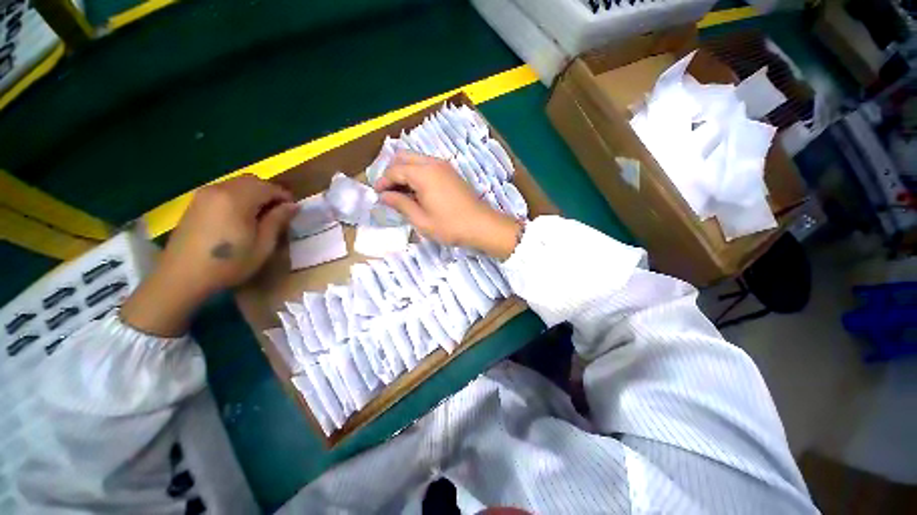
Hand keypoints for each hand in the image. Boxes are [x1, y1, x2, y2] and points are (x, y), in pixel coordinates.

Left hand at [122, 174, 296, 336]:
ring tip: (261, 215)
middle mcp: (220, 189)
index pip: (269, 187)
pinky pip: (224, 190)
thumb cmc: (229, 263)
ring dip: (254, 194)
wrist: (182, 276)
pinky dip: (239, 197)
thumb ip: (277, 220)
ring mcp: (204, 194)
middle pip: (252, 180)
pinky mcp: (196, 202)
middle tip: (279, 212)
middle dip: (270, 192)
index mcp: (237, 199)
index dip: (285, 197)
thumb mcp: (263, 245)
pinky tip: (240, 217)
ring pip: (237, 184)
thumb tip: (293, 205)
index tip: (294, 211)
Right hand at [376, 152, 519, 258]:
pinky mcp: (451, 172)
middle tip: (388, 191)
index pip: (395, 170)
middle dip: (392, 172)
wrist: (482, 225)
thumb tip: (384, 196)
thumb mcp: (421, 220)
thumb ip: (400, 204)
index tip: (377, 195)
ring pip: (416, 159)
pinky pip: (427, 166)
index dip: (383, 182)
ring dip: (405, 172)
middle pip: (403, 157)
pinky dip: (417, 173)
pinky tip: (417, 192)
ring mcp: (444, 166)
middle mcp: (433, 163)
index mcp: (423, 173)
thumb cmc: (450, 226)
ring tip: (402, 194)